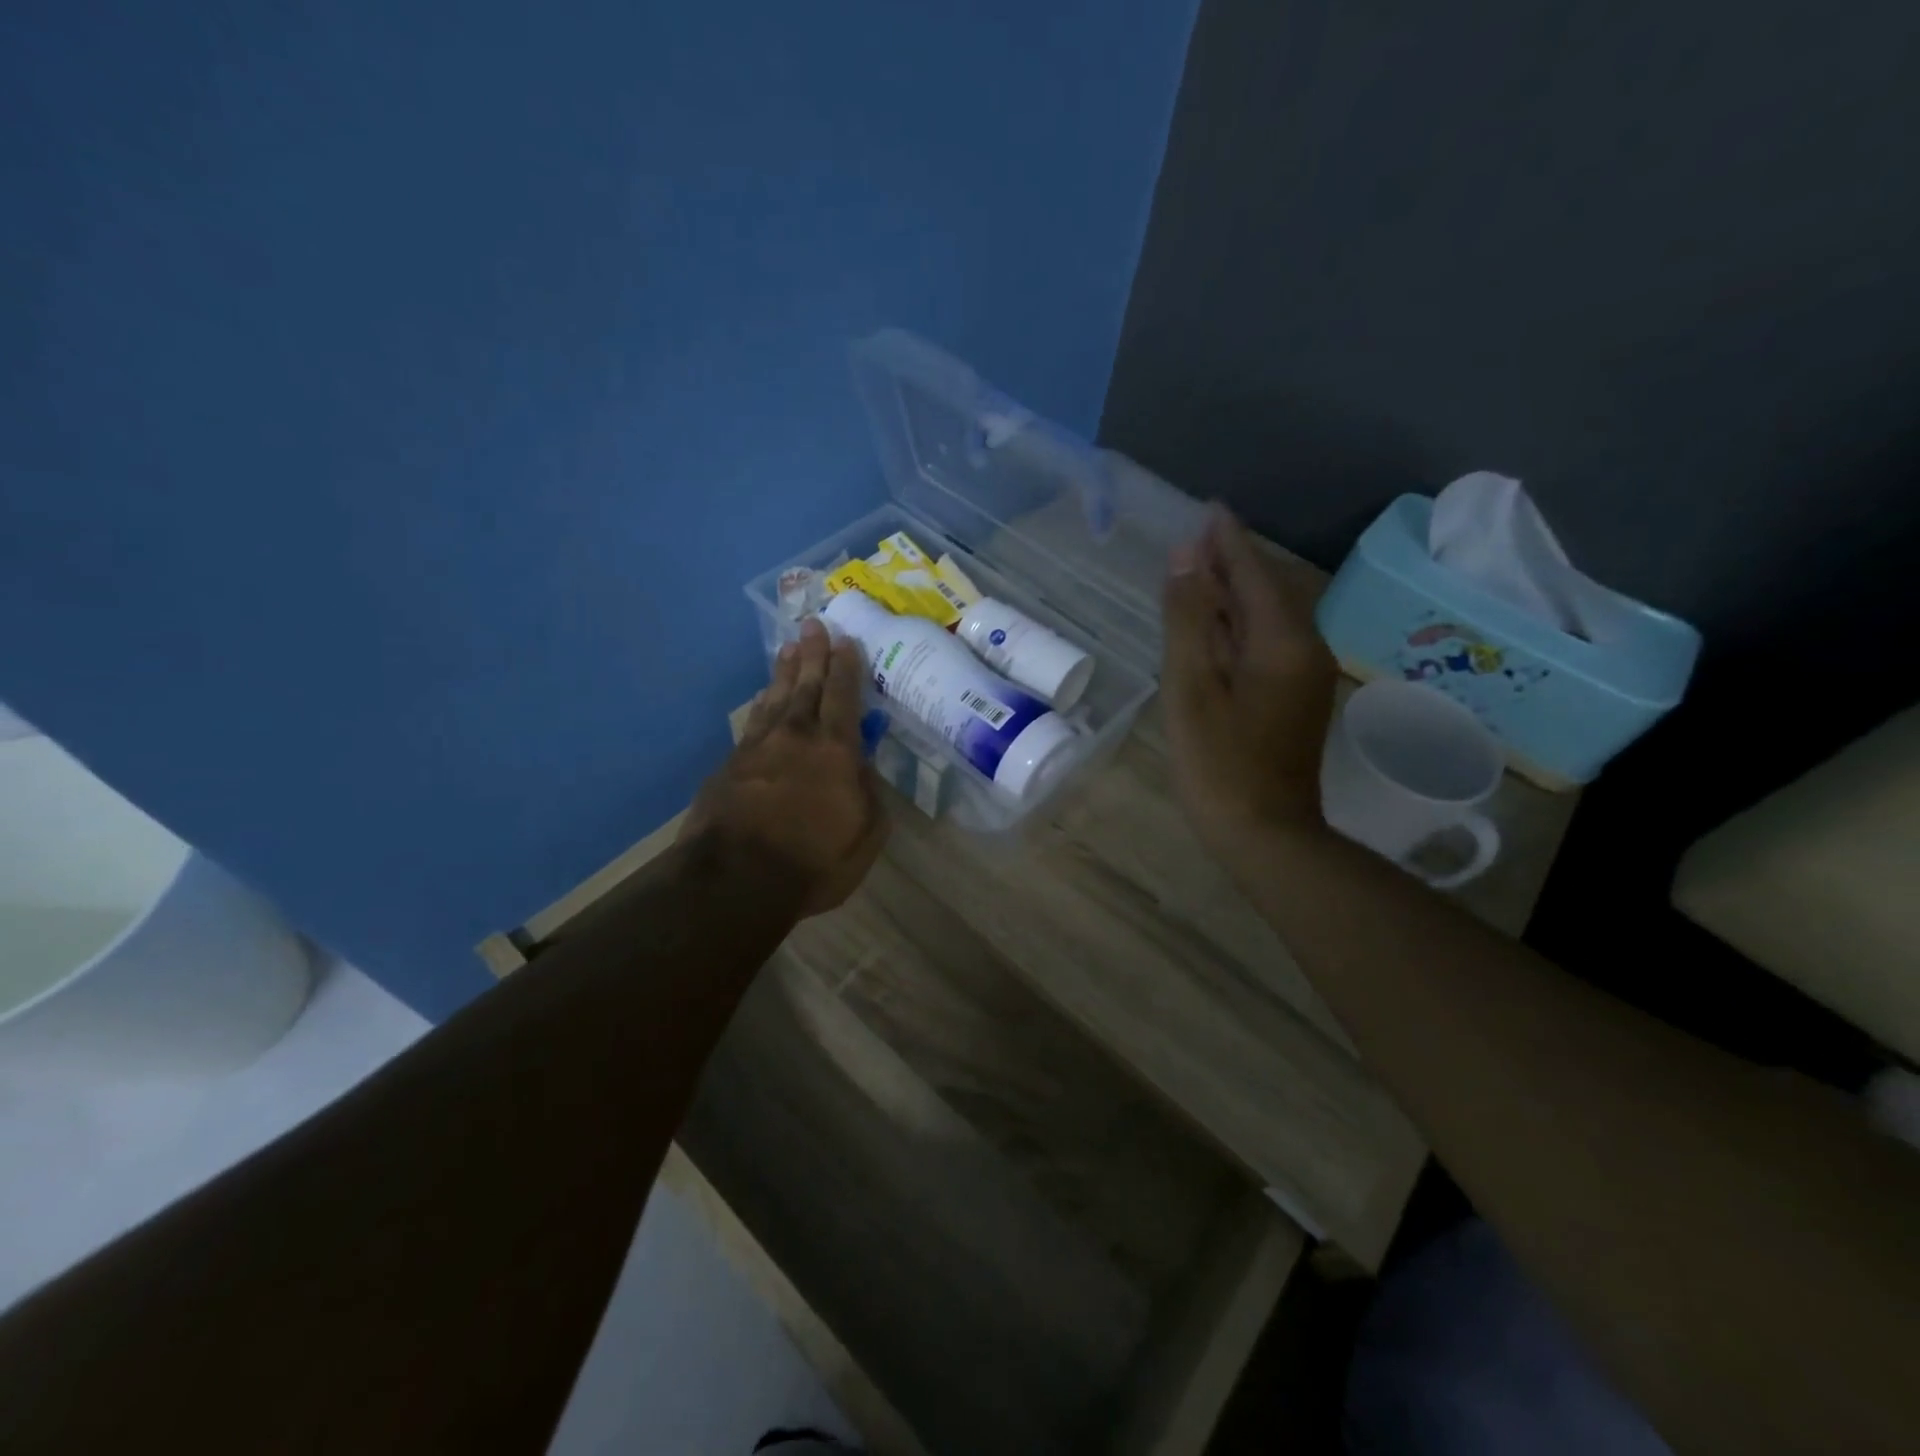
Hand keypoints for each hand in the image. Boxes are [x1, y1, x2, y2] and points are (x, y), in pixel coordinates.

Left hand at [681, 618, 888, 916]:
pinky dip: (762, 703)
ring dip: (785, 672)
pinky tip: (764, 696)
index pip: (843, 698)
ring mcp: (758, 748)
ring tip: (789, 648)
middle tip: (813, 624)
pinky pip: (753, 721)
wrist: (734, 879)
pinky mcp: (731, 765)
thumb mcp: (864, 836)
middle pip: (806, 686)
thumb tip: (862, 769)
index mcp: (835, 751)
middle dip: (813, 654)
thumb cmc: (812, 861)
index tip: (845, 640)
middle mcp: (796, 738)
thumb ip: (869, 796)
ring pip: (776, 698)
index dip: (846, 668)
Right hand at [1161, 506, 1338, 861]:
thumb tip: (1186, 555)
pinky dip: (1242, 623)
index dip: (1227, 540)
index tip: (1208, 508)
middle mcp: (1305, 647)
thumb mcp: (1190, 687)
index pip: (1253, 572)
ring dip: (1237, 591)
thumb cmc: (1218, 763)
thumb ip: (1188, 618)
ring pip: (1269, 616)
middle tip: (1198, 536)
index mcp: (1281, 639)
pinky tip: (1218, 626)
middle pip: (1267, 589)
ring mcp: (1305, 674)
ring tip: (1202, 570)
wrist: (1265, 833)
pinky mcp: (1297, 696)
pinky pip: (1270, 641)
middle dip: (1233, 560)